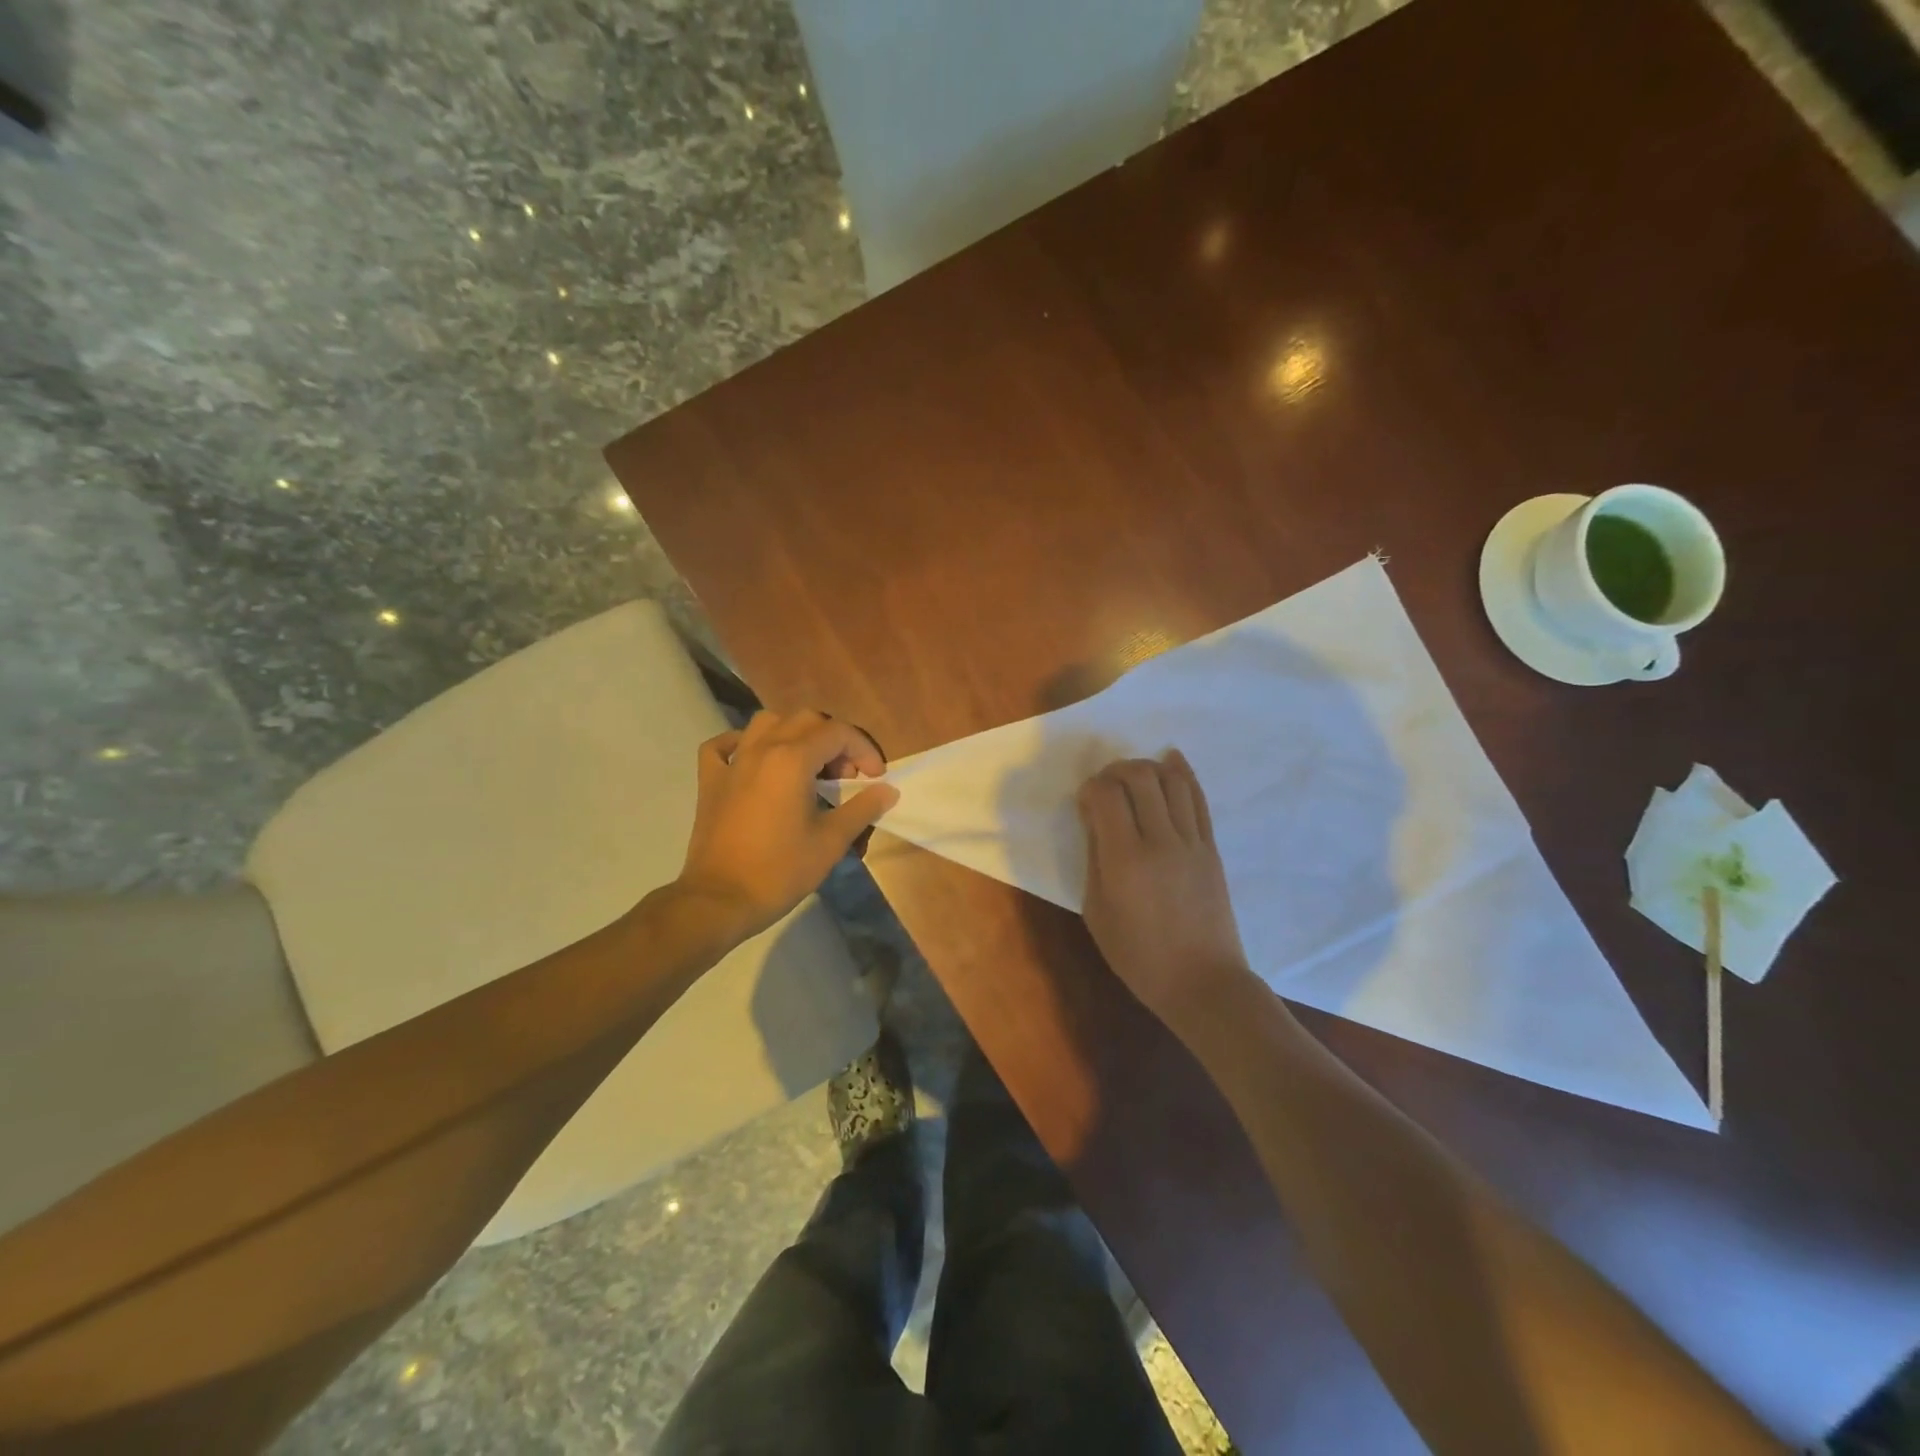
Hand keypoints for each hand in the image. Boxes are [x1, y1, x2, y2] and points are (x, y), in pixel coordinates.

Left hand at [673, 710, 897, 947]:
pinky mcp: (710, 781)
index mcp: (793, 759)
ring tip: (807, 764)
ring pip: (766, 723)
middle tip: (846, 775)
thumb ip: (862, 808)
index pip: (838, 733)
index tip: (876, 778)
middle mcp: (762, 749)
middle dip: (834, 741)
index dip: (864, 750)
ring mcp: (732, 762)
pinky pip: (723, 746)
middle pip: (806, 720)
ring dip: (793, 734)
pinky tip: (754, 760)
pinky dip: (742, 744)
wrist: (721, 900)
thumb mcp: (831, 841)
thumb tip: (888, 791)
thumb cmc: (781, 870)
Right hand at [1077, 751, 1252, 1027]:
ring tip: (1134, 778)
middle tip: (1105, 786)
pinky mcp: (1211, 847)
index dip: (1090, 788)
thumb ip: (1094, 860)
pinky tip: (1171, 759)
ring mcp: (1192, 841)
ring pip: (1172, 780)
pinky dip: (1183, 773)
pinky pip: (1198, 799)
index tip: (1084, 802)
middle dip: (1116, 770)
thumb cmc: (1138, 956)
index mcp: (1125, 859)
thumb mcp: (1097, 912)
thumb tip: (1095, 821)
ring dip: (1148, 768)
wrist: (1202, 982)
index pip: (1107, 795)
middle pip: (1140, 777)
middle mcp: (1161, 840)